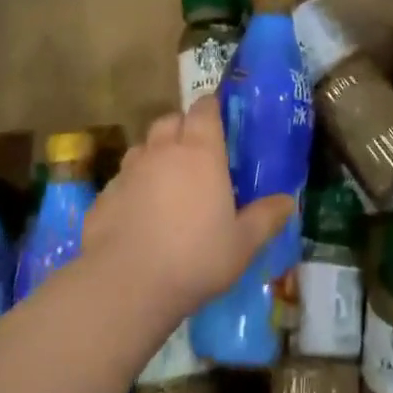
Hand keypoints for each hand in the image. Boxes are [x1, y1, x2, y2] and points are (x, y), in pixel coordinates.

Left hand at [83, 96, 295, 318]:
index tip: (220, 122)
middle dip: (182, 128)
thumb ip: (265, 218)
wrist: (125, 285)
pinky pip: (122, 181)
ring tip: (166, 185)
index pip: (204, 108)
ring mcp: (128, 171)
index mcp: (200, 151)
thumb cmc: (195, 257)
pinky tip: (138, 216)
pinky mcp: (103, 196)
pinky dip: (132, 188)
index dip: (211, 109)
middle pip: (170, 120)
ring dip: (155, 156)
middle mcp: (162, 150)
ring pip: (143, 148)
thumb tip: (288, 202)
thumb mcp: (242, 244)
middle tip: (196, 154)